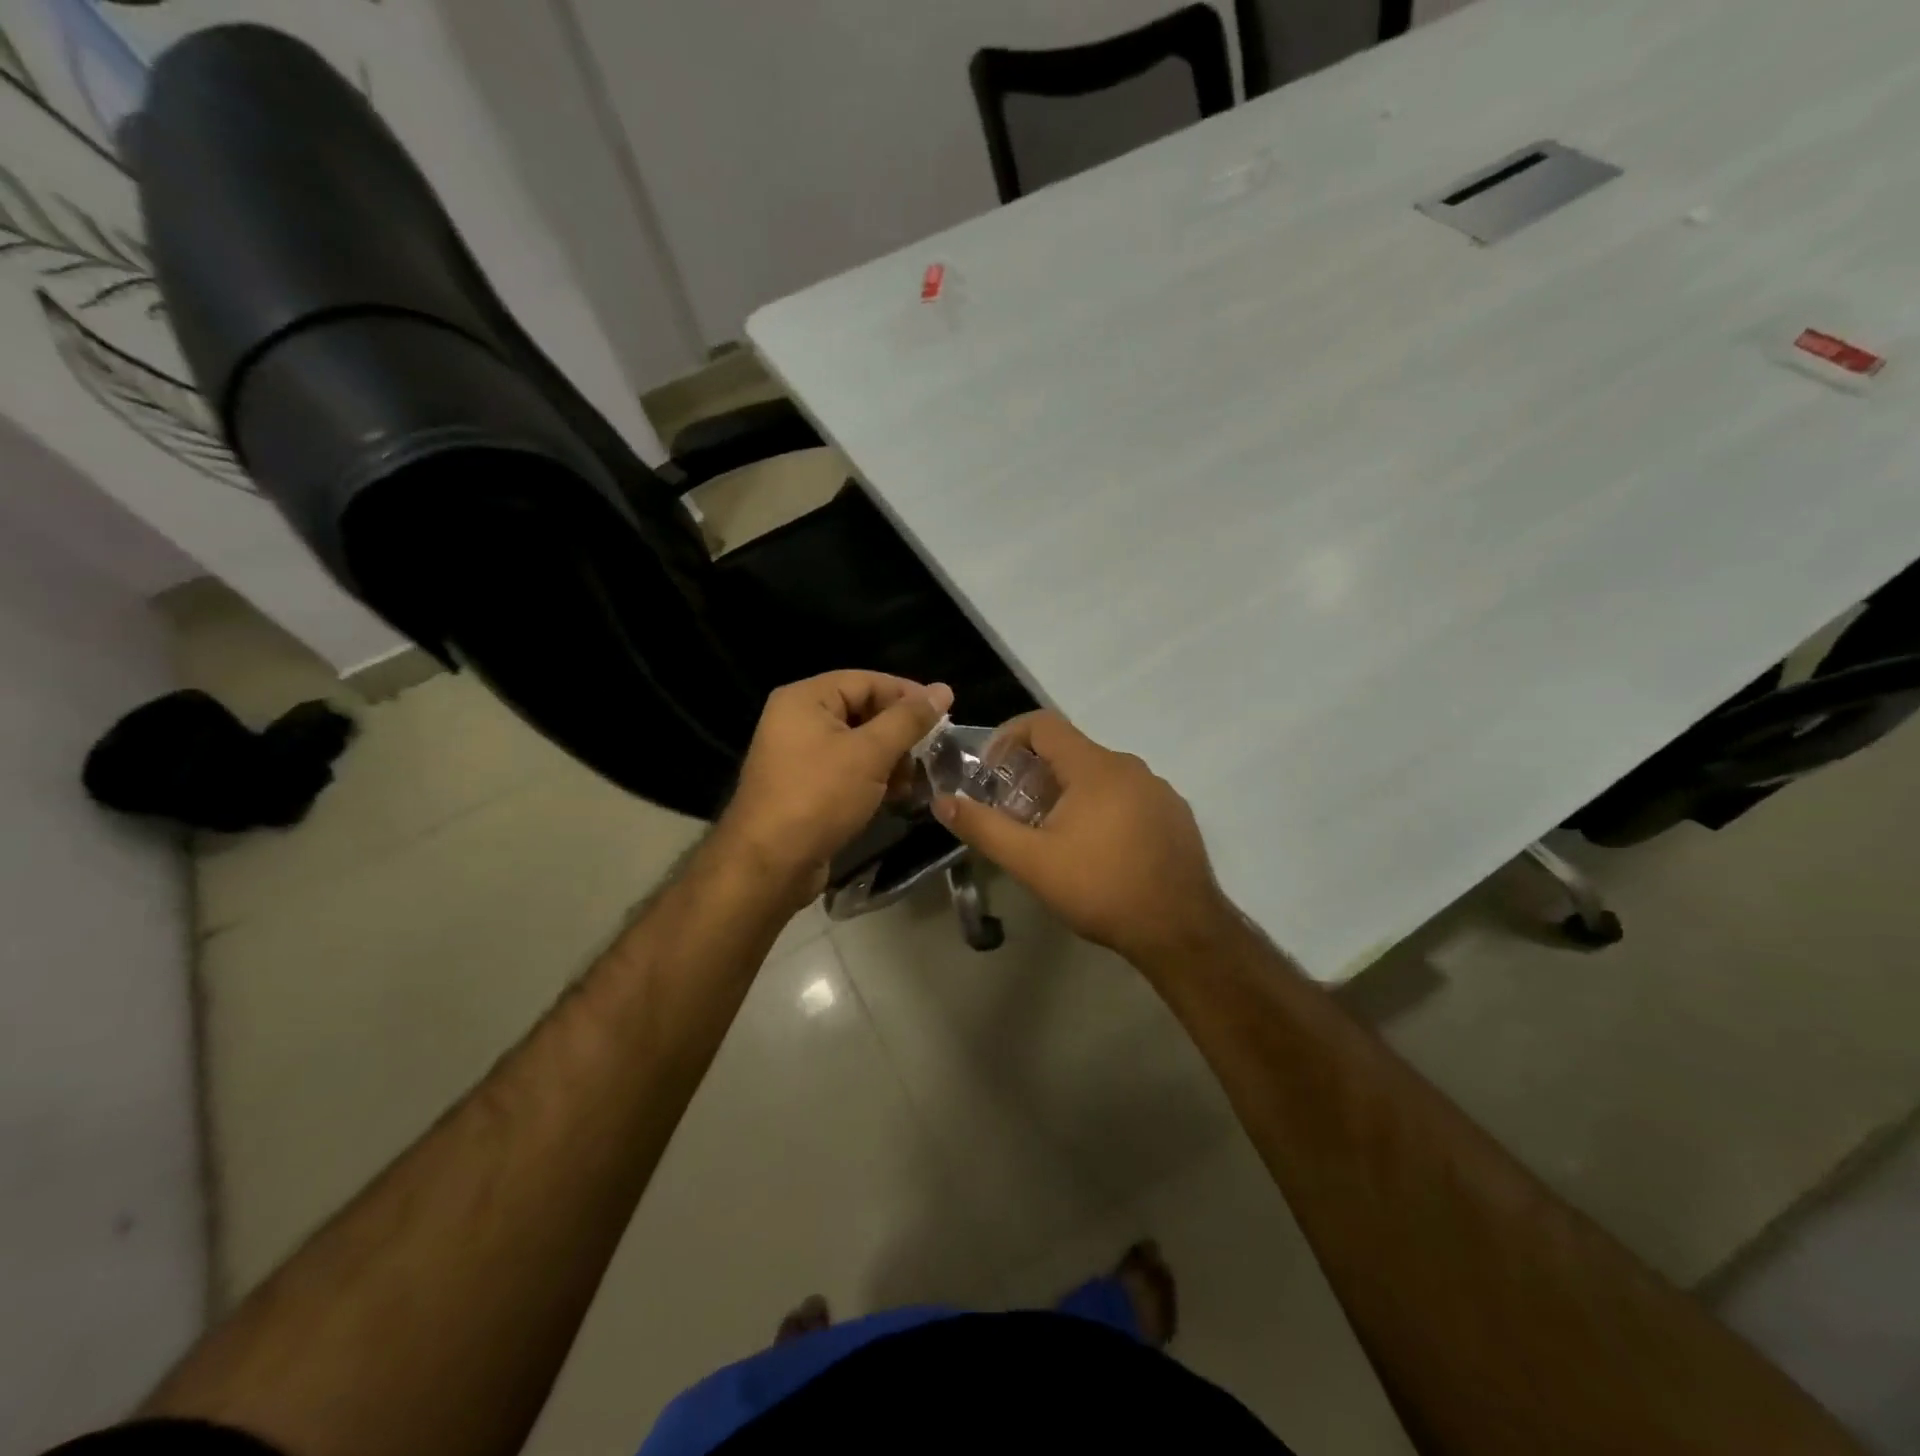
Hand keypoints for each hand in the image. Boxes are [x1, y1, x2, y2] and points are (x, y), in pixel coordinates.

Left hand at [718, 671, 953, 903]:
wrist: (770, 864)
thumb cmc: (820, 797)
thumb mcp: (871, 753)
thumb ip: (908, 719)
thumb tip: (943, 689)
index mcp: (805, 699)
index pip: (866, 680)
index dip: (907, 694)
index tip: (944, 715)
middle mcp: (797, 720)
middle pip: (862, 710)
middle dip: (899, 732)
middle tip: (931, 752)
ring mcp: (799, 756)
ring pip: (857, 744)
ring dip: (890, 759)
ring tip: (913, 781)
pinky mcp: (805, 787)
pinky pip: (846, 770)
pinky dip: (872, 778)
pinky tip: (896, 796)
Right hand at [933, 711, 1234, 966]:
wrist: (1180, 930)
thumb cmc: (1100, 888)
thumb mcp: (1032, 862)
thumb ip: (984, 827)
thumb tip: (943, 801)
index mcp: (1095, 767)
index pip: (1043, 723)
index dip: (1008, 737)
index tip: (990, 771)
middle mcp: (1129, 766)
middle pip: (1070, 751)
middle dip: (1034, 773)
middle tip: (1014, 811)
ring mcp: (1158, 790)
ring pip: (1100, 775)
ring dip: (1068, 793)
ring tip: (1052, 834)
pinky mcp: (1174, 814)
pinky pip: (1127, 795)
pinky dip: (1100, 807)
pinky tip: (1096, 850)